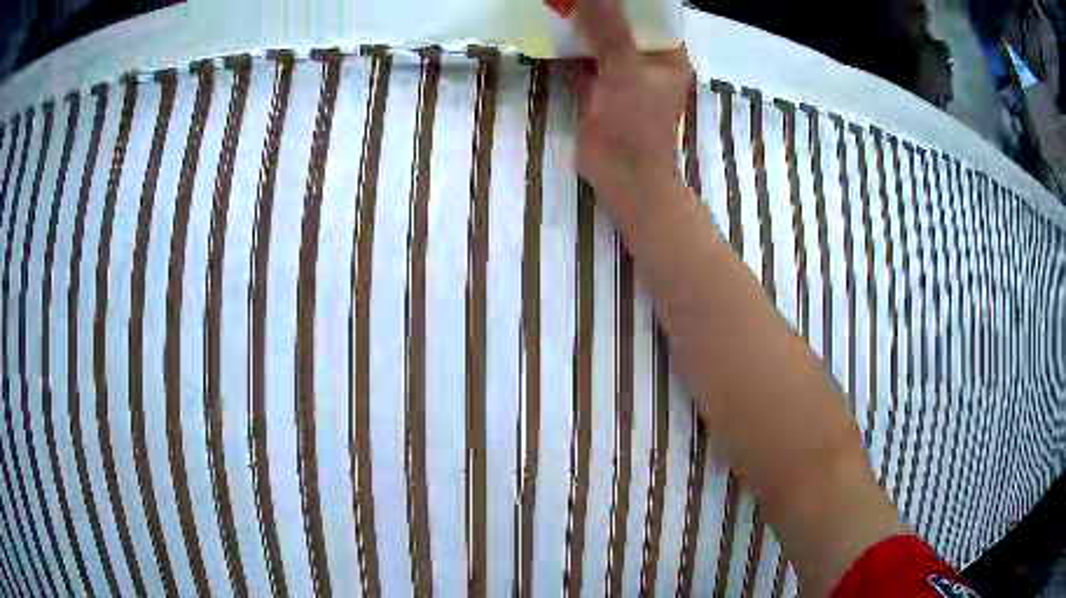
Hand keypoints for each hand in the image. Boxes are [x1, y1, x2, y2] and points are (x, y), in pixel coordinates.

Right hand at [570, 0, 690, 210]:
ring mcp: (621, 71)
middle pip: (620, 21)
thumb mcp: (624, 70)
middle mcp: (646, 57)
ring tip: (556, 3)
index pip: (647, 11)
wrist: (622, 178)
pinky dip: (567, 45)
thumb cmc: (636, 125)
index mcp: (666, 52)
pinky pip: (583, 56)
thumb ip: (608, 28)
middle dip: (595, 6)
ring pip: (599, 37)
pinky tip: (548, 29)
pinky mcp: (599, 86)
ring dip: (578, 23)